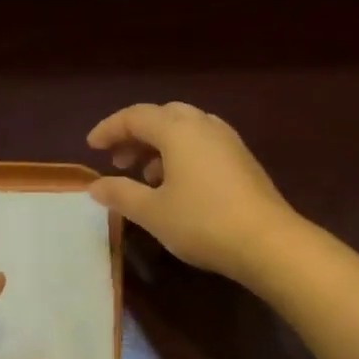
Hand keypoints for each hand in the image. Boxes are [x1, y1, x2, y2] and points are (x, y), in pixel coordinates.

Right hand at [87, 102, 299, 285]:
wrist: (268, 242)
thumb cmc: (202, 222)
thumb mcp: (152, 212)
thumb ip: (120, 194)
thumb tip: (95, 186)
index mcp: (178, 130)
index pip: (135, 116)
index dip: (109, 129)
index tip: (91, 147)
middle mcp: (204, 125)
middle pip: (162, 116)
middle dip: (136, 135)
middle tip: (118, 160)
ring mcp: (228, 141)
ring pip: (185, 130)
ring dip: (159, 146)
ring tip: (145, 177)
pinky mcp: (242, 160)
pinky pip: (203, 144)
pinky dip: (181, 155)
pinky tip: (177, 186)